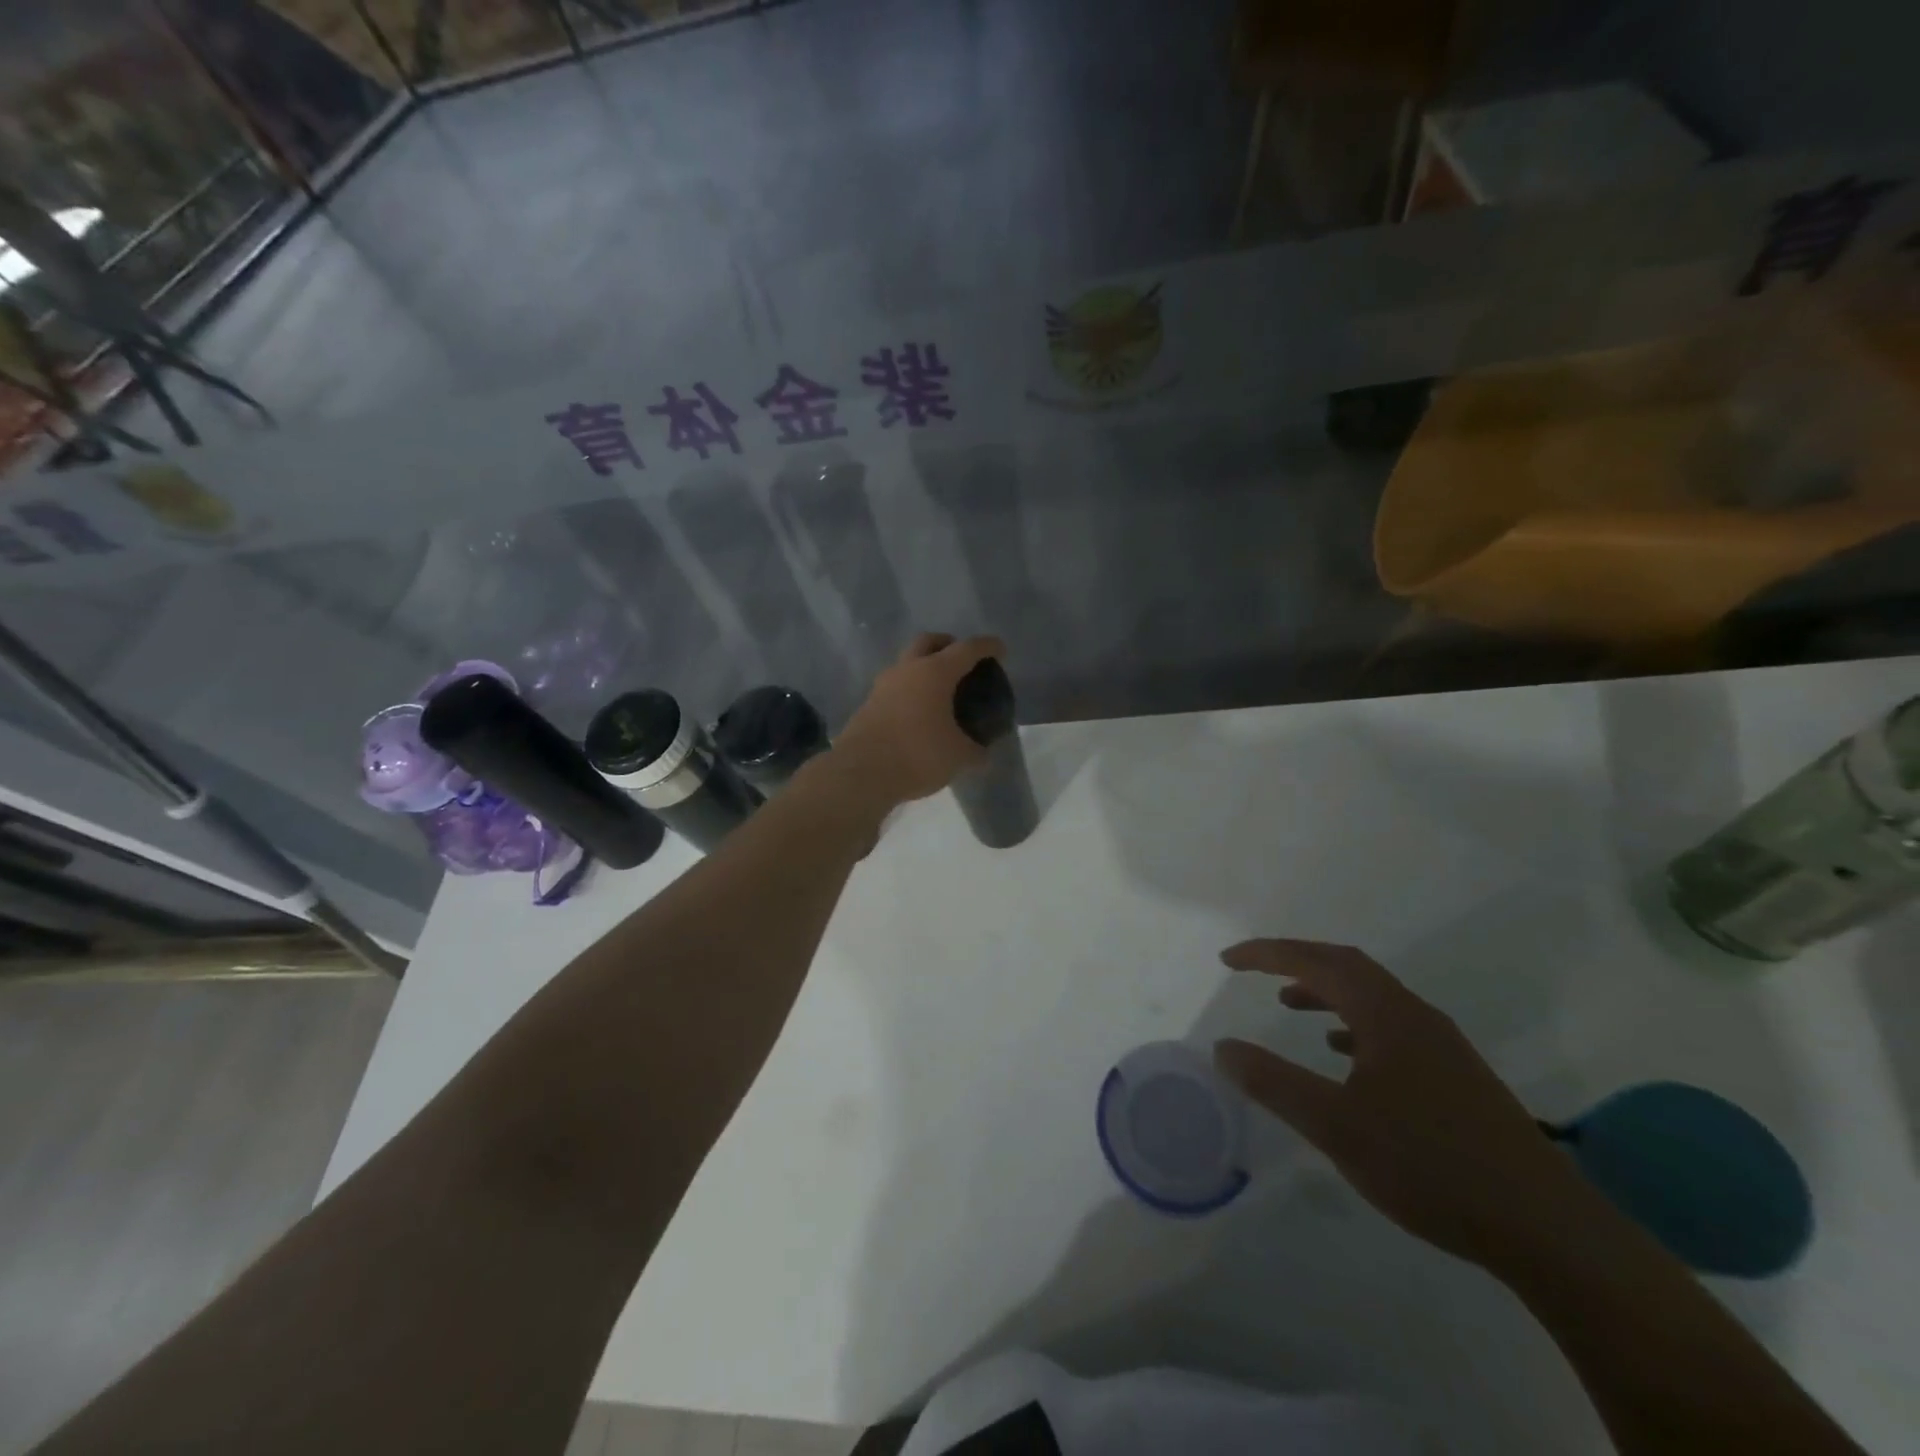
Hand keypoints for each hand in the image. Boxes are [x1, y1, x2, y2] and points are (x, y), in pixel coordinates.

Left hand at [832, 633, 1003, 807]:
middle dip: (947, 644)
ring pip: (907, 663)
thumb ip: (975, 750)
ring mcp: (883, 685)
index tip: (999, 649)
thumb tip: (982, 752)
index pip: (967, 649)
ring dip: (923, 667)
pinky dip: (909, 690)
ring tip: (939, 689)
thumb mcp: (958, 756)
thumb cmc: (918, 755)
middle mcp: (907, 670)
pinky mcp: (868, 704)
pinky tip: (918, 711)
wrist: (861, 773)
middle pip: (928, 642)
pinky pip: (895, 687)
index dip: (986, 647)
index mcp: (935, 672)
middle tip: (961, 660)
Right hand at [1214, 939, 1606, 1271]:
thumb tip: (1223, 1048)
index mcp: (1386, 1013)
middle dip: (1295, 961)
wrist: (1546, 1228)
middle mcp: (1415, 1015)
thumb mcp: (1335, 1126)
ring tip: (1290, 1005)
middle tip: (1254, 970)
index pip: (1316, 962)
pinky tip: (1344, 1056)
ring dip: (1326, 991)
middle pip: (1347, 966)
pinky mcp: (1456, 1076)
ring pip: (1371, 997)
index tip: (1228, 960)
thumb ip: (1274, 1083)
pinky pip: (1390, 1027)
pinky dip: (1353, 1024)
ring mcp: (1441, 1046)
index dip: (1267, 954)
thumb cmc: (1430, 1165)